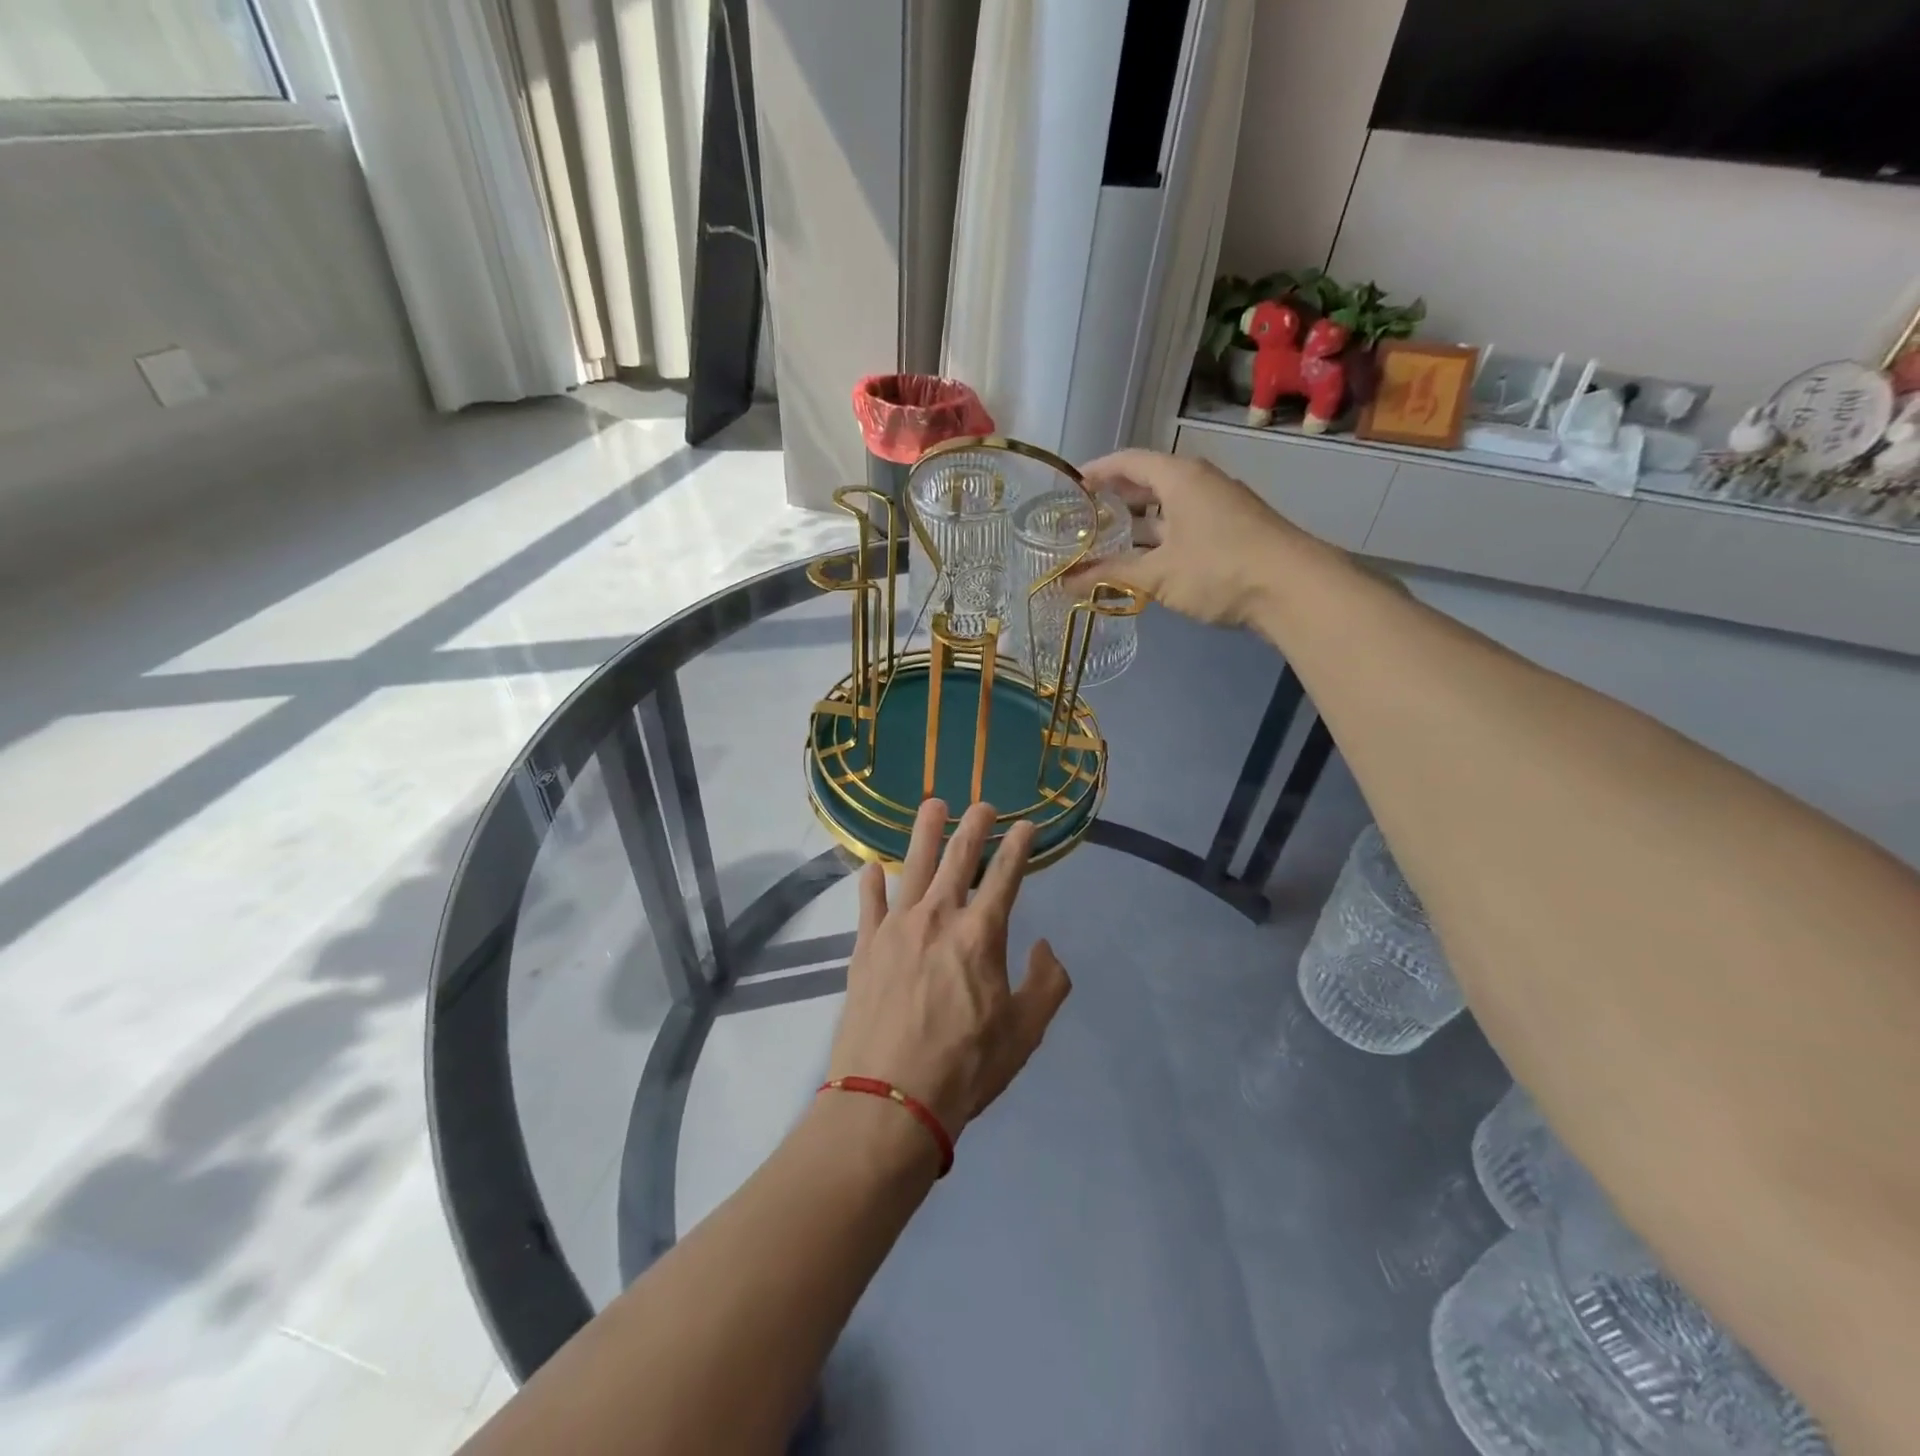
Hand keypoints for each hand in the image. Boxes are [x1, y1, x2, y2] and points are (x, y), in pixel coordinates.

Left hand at [827, 800, 1071, 1142]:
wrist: (889, 1101)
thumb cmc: (965, 1067)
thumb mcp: (1025, 1032)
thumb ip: (1047, 984)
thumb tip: (1045, 947)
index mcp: (981, 933)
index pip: (1006, 875)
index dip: (1019, 845)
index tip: (1026, 824)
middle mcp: (938, 917)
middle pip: (958, 858)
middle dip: (974, 827)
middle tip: (983, 804)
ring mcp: (896, 928)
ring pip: (912, 866)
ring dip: (925, 833)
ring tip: (933, 806)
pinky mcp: (864, 948)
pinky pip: (868, 904)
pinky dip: (870, 883)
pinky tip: (870, 867)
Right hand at [1071, 448, 1319, 628]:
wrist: (1293, 589)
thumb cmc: (1218, 569)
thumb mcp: (1158, 574)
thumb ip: (1109, 574)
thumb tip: (1064, 581)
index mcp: (1179, 478)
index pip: (1128, 461)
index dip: (1096, 471)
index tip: (1070, 485)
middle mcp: (1199, 483)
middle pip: (1149, 481)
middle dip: (1116, 498)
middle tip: (1084, 516)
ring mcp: (1218, 507)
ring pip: (1168, 507)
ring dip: (1138, 523)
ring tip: (1106, 540)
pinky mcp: (1231, 531)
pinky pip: (1184, 525)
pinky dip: (1160, 537)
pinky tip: (1145, 561)